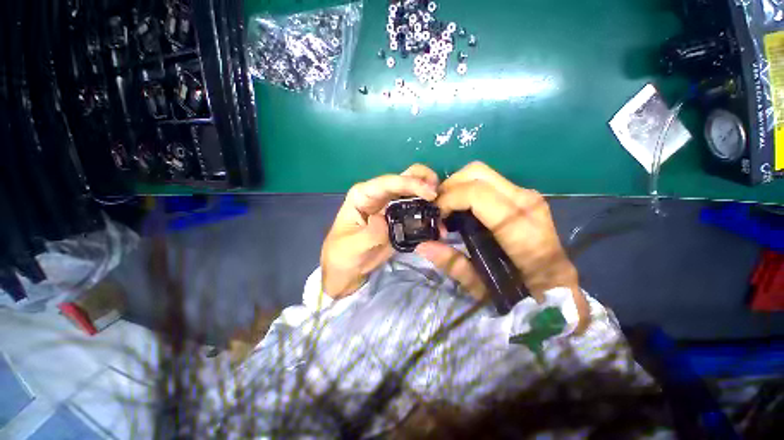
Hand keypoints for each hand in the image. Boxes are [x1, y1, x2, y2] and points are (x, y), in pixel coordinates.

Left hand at [321, 164, 438, 298]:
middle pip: (404, 178)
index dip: (409, 183)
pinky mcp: (400, 220)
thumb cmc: (342, 255)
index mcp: (363, 195)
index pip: (387, 183)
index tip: (430, 193)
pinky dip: (428, 213)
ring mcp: (391, 207)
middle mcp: (379, 196)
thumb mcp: (352, 246)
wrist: (348, 272)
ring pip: (414, 191)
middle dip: (424, 181)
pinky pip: (417, 210)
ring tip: (443, 209)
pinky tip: (438, 222)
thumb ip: (370, 233)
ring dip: (430, 196)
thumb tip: (386, 220)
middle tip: (439, 195)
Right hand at [415, 162, 588, 327]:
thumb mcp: (485, 289)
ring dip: (457, 187)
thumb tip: (423, 245)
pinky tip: (462, 209)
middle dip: (450, 186)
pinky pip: (488, 181)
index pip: (478, 195)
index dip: (449, 200)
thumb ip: (454, 265)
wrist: (558, 289)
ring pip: (482, 173)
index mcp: (522, 231)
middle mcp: (527, 204)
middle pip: (478, 173)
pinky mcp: (524, 197)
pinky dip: (468, 189)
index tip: (436, 217)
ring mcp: (528, 197)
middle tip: (439, 210)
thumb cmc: (525, 296)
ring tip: (448, 210)